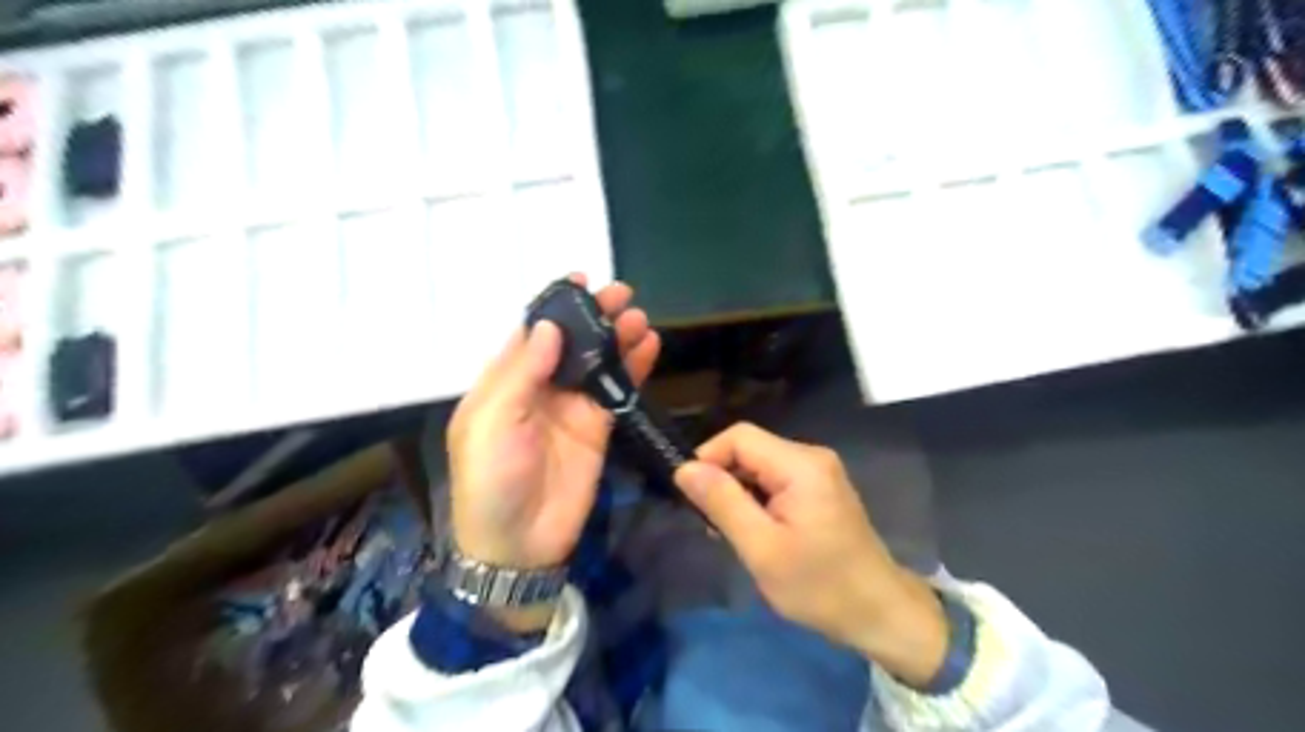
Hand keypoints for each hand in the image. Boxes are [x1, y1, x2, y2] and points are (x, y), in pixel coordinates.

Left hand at [447, 276, 658, 575]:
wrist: (518, 544)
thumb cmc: (491, 479)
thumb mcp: (493, 422)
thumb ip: (522, 373)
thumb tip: (551, 326)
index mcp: (504, 381)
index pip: (532, 333)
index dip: (555, 306)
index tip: (580, 280)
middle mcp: (539, 388)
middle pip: (571, 342)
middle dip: (594, 316)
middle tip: (622, 295)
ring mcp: (571, 408)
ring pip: (597, 362)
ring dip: (617, 338)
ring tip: (640, 317)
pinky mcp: (598, 428)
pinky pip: (617, 391)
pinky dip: (633, 368)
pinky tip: (650, 347)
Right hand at [673, 424, 949, 685]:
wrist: (879, 613)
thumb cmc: (819, 585)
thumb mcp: (762, 548)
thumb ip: (722, 503)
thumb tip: (684, 468)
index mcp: (801, 464)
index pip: (739, 436)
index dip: (708, 458)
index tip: (692, 498)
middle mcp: (811, 456)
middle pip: (750, 449)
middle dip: (723, 479)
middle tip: (711, 525)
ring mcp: (819, 471)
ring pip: (759, 466)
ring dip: (738, 493)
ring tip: (731, 533)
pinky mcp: (820, 488)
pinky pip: (776, 479)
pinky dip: (757, 499)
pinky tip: (755, 531)